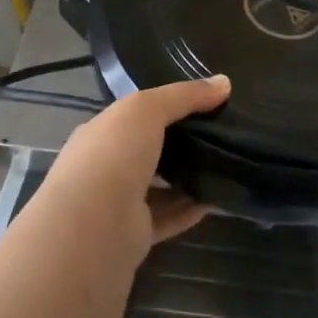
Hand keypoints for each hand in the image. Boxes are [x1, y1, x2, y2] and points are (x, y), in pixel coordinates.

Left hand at [36, 75, 231, 265]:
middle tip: (221, 134)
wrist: (91, 227)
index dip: (167, 106)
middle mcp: (107, 166)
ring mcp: (119, 202)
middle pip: (149, 150)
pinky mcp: (135, 234)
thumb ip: (184, 95)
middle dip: (181, 143)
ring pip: (160, 185)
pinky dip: (191, 209)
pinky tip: (218, 199)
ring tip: (225, 165)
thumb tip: (224, 82)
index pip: (135, 115)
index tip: (205, 103)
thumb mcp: (147, 109)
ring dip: (188, 178)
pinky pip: (169, 217)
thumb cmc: (113, 155)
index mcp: (102, 132)